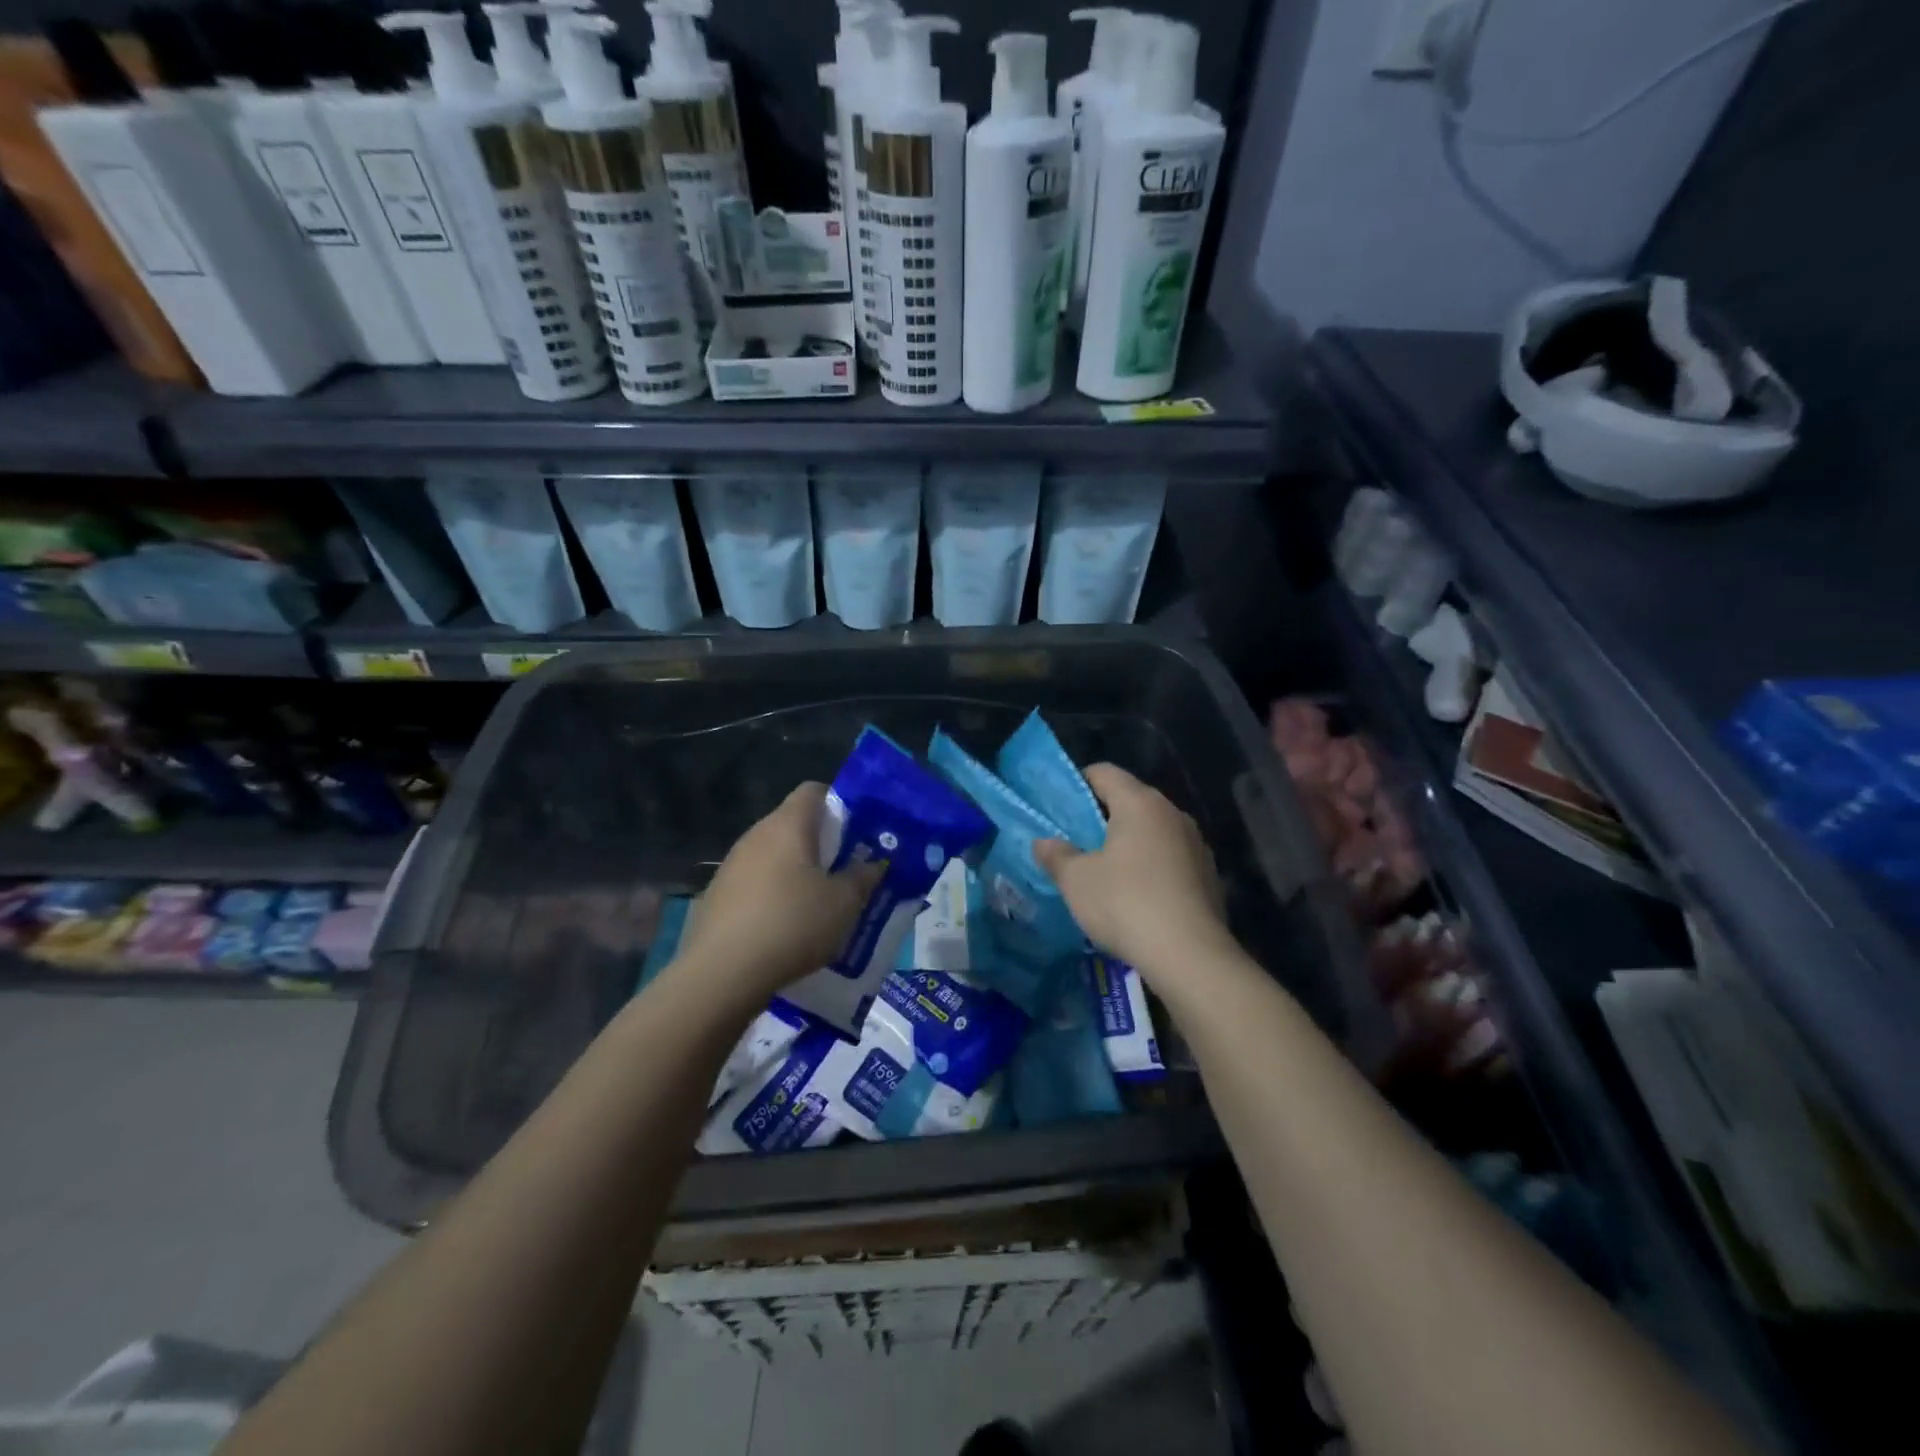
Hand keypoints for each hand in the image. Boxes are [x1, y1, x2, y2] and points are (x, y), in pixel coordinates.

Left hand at [672, 783, 880, 1004]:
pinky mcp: (717, 894)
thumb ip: (862, 878)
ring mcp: (731, 865)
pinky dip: (773, 894)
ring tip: (819, 903)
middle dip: (821, 843)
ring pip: (773, 855)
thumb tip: (873, 864)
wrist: (722, 973)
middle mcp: (756, 835)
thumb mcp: (843, 904)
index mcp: (788, 825)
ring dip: (796, 871)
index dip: (838, 803)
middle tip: (846, 871)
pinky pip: (755, 883)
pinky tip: (785, 926)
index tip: (857, 831)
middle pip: (793, 824)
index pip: (814, 791)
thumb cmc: (792, 925)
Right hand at [1034, 764, 1230, 976]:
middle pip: (1131, 800)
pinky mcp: (1208, 875)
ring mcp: (1196, 844)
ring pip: (1152, 831)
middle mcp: (1173, 814)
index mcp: (1140, 803)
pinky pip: (1170, 858)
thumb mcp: (1076, 880)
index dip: (1078, 783)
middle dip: (1102, 816)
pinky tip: (1136, 896)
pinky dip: (1150, 867)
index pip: (1104, 772)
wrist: (1190, 956)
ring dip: (1128, 843)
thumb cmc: (1125, 904)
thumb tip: (1043, 842)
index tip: (1059, 806)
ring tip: (1104, 871)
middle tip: (1075, 840)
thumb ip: (1056, 855)